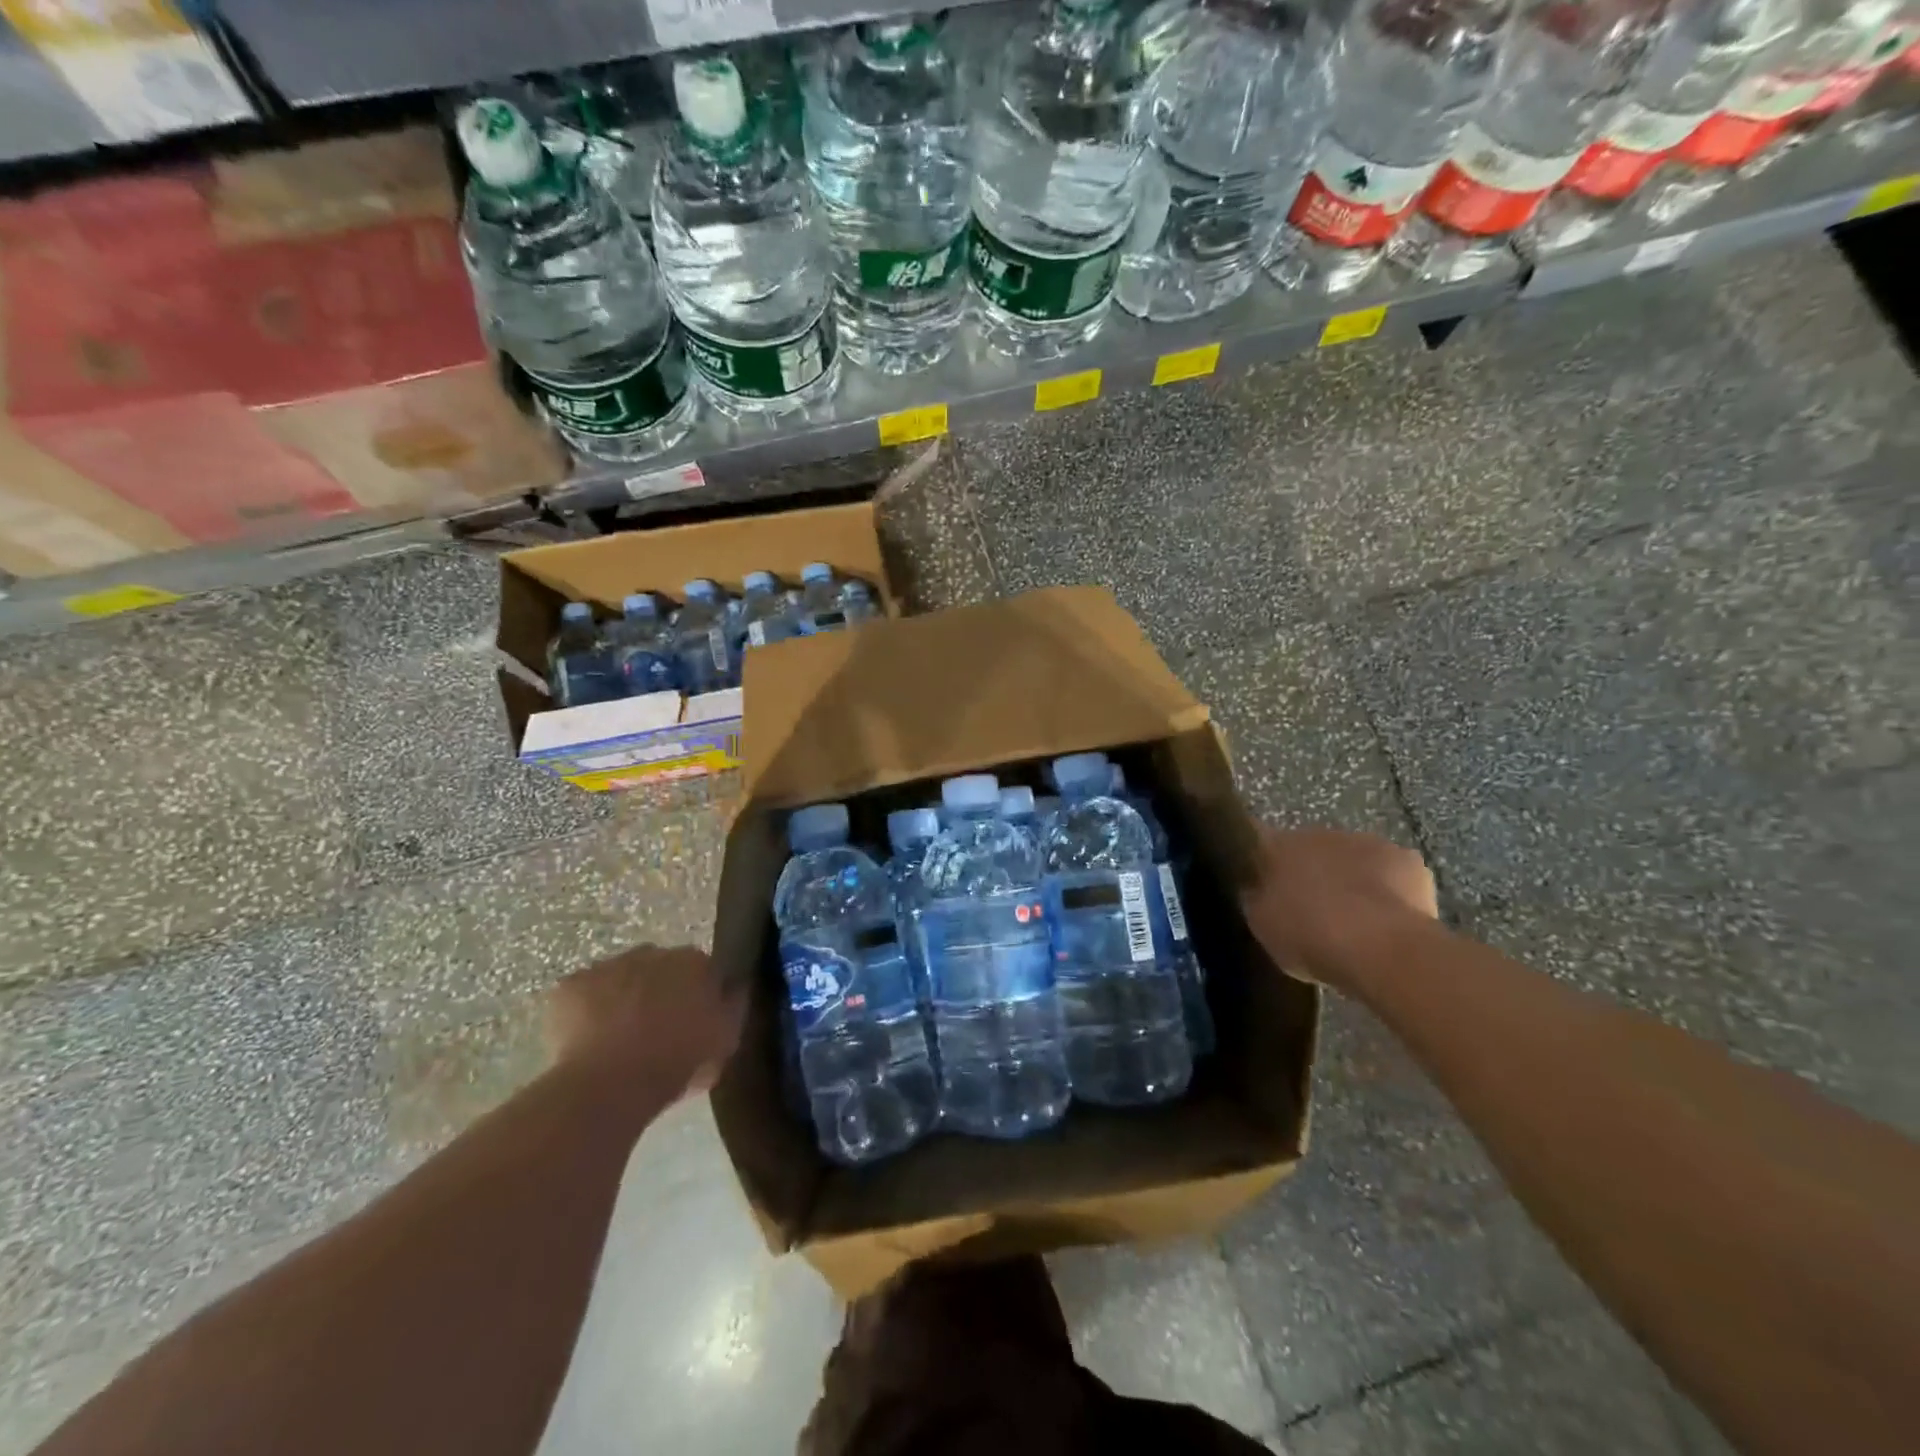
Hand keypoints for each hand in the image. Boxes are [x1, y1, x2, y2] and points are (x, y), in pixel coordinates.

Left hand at [546, 945, 744, 1098]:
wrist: (610, 1085)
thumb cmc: (676, 1062)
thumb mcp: (725, 1039)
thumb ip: (733, 1006)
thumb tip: (734, 988)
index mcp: (693, 961)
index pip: (701, 969)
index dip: (695, 995)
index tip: (691, 1022)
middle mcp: (652, 952)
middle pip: (658, 969)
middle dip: (657, 992)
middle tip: (655, 1032)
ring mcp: (607, 966)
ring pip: (618, 979)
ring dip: (621, 999)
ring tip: (617, 1041)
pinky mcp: (569, 986)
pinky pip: (582, 996)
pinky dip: (585, 1013)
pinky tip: (588, 1043)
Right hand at [1240, 827, 1437, 990]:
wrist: (1380, 947)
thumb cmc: (1309, 937)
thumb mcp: (1262, 925)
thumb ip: (1257, 898)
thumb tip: (1257, 888)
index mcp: (1275, 845)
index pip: (1256, 840)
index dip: (1258, 860)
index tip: (1259, 881)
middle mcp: (1317, 833)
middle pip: (1308, 848)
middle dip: (1308, 871)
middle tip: (1309, 907)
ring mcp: (1364, 842)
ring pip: (1350, 857)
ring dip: (1348, 878)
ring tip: (1352, 918)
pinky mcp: (1407, 859)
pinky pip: (1391, 872)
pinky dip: (1388, 889)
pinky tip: (1388, 918)